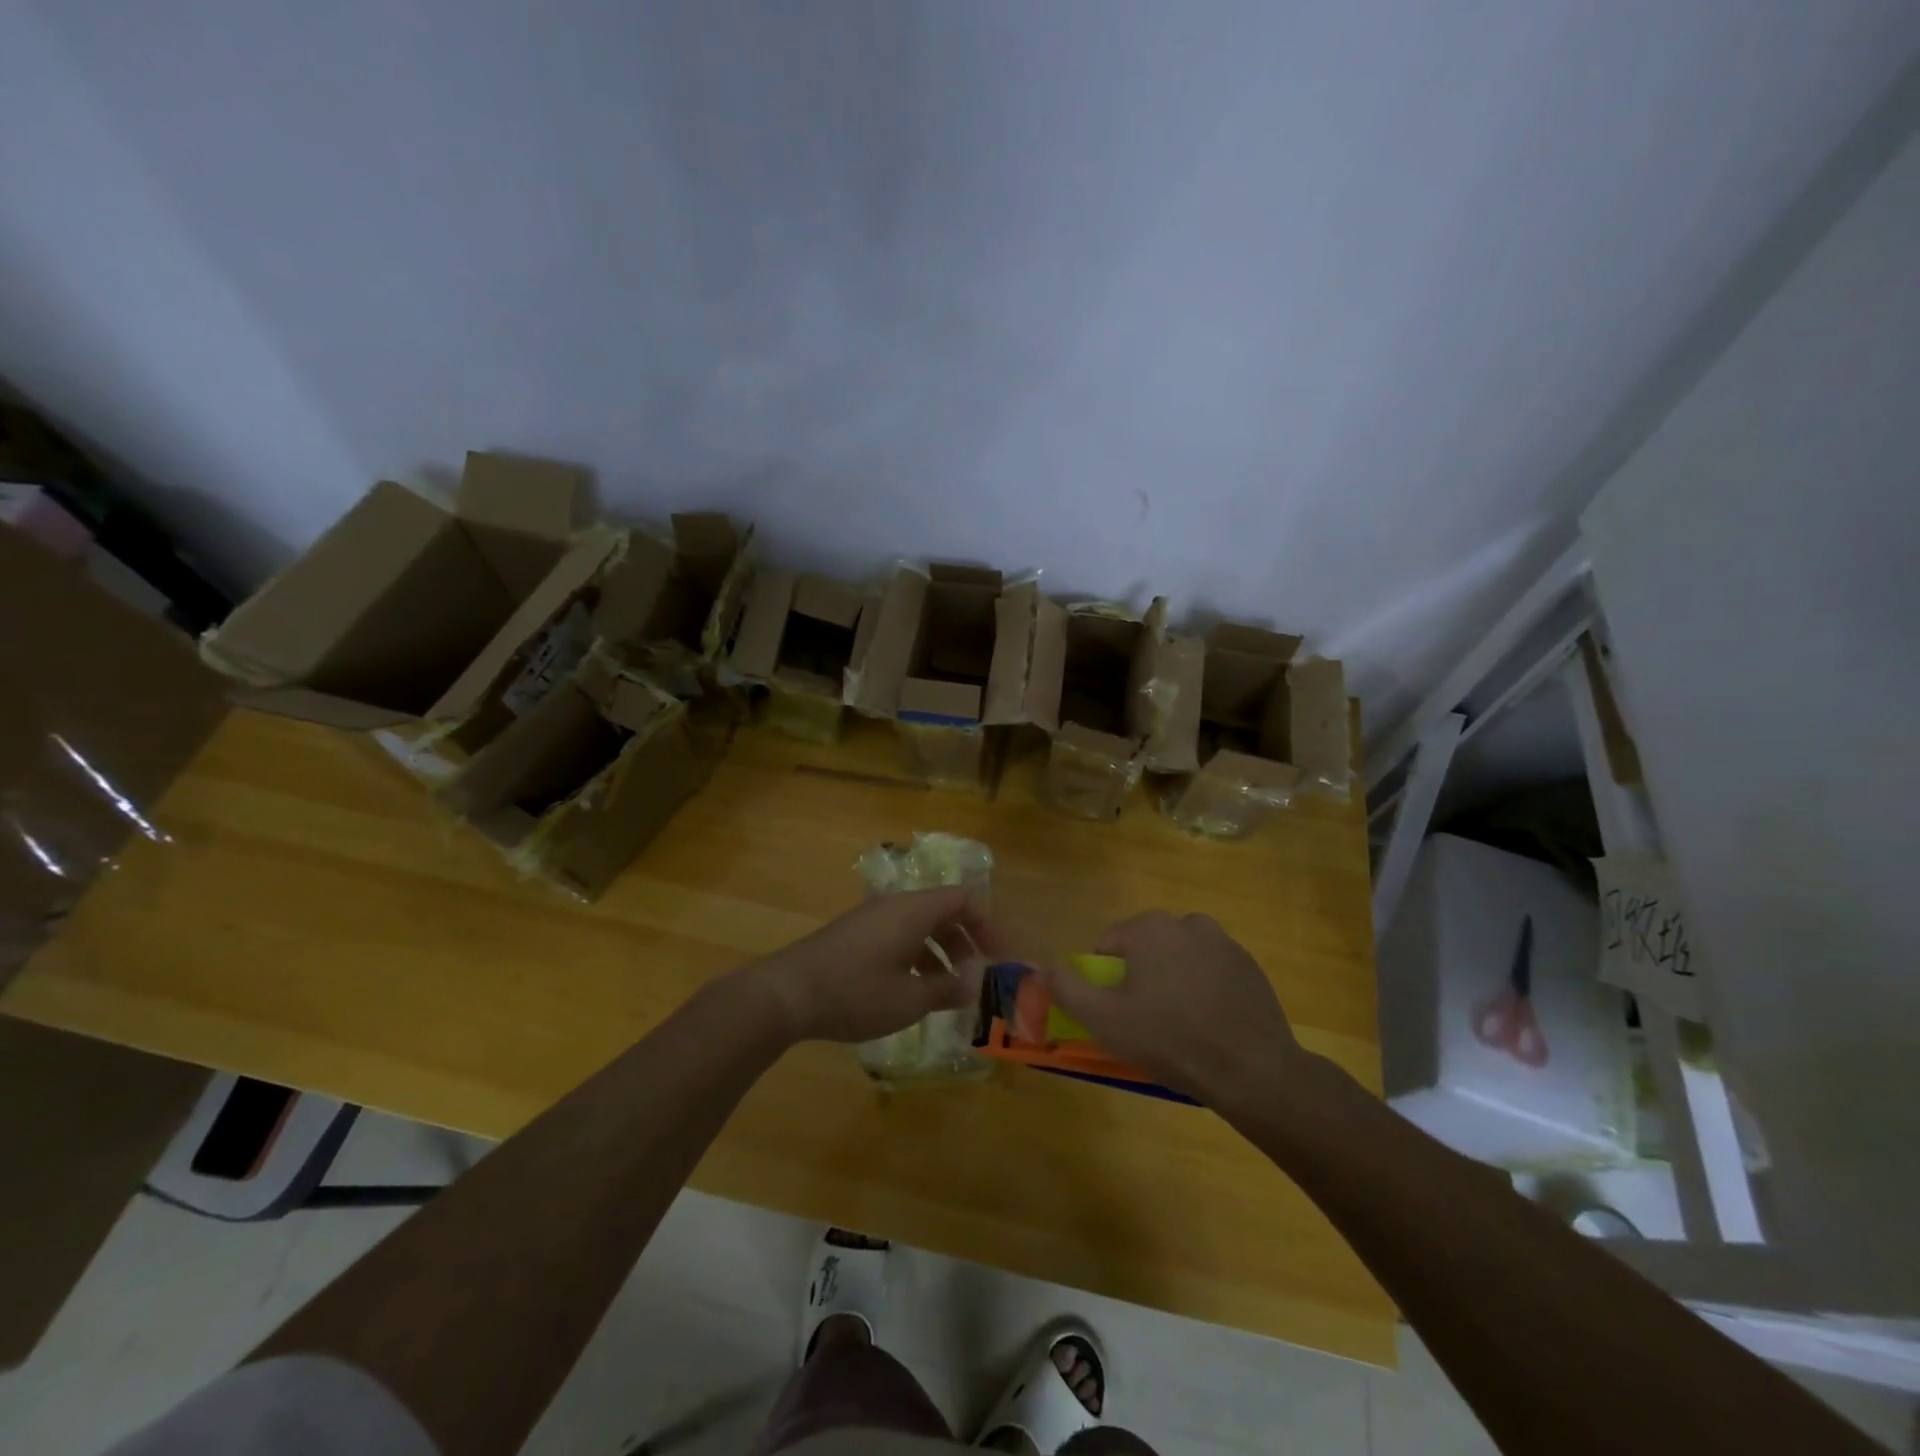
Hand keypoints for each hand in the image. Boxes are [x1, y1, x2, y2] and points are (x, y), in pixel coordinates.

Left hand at [739, 888, 1002, 1045]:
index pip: (965, 900)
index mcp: (913, 910)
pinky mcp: (854, 935)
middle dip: (967, 943)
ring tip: (949, 991)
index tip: (1000, 959)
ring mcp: (871, 919)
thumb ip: (947, 989)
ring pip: (920, 926)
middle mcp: (894, 905)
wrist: (786, 994)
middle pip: (944, 911)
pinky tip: (913, 991)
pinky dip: (916, 956)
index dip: (989, 926)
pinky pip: (898, 936)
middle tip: (978, 978)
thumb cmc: (854, 993)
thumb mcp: (909, 999)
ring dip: (941, 953)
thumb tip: (976, 984)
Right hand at [1036, 910, 1310, 1106]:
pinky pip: (1212, 972)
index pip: (1109, 945)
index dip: (1106, 980)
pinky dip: (1205, 989)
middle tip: (1146, 1021)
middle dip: (1141, 977)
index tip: (1117, 1012)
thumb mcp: (1104, 1020)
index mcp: (1150, 928)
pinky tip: (1209, 1024)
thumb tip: (1041, 967)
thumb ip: (1067, 988)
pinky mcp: (1250, 966)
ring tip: (1180, 1025)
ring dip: (1173, 980)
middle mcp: (1187, 922)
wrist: (1252, 1070)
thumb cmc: (1169, 1040)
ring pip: (1180, 958)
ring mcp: (1224, 942)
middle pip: (1146, 948)